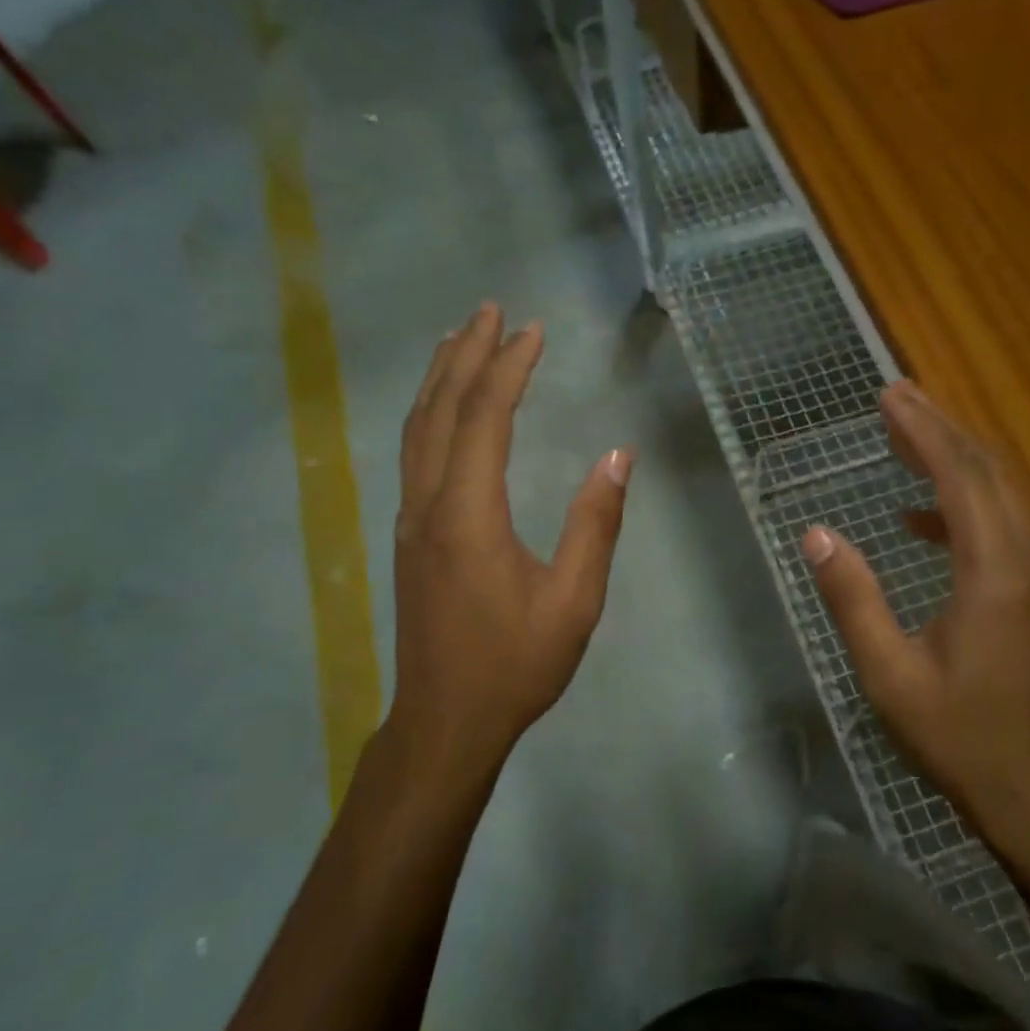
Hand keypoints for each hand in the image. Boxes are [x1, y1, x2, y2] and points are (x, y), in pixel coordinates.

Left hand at [383, 303, 631, 781]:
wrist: (445, 721)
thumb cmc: (514, 665)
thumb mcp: (573, 602)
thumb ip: (594, 526)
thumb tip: (618, 457)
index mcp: (468, 516)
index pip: (484, 420)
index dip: (507, 369)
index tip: (532, 330)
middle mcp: (429, 506)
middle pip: (440, 411)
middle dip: (465, 354)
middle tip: (489, 310)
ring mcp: (411, 522)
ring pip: (418, 431)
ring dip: (439, 379)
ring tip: (458, 339)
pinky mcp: (410, 538)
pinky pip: (415, 456)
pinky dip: (430, 416)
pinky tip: (442, 410)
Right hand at [804, 381, 1029, 864]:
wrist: (1027, 783)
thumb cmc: (954, 731)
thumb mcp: (888, 672)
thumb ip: (853, 599)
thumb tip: (816, 535)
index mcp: (994, 574)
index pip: (960, 479)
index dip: (923, 432)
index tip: (888, 397)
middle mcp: (1029, 559)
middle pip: (988, 471)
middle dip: (940, 429)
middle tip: (895, 397)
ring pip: (1001, 492)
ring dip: (954, 459)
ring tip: (902, 438)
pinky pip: (1004, 523)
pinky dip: (962, 504)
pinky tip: (919, 517)